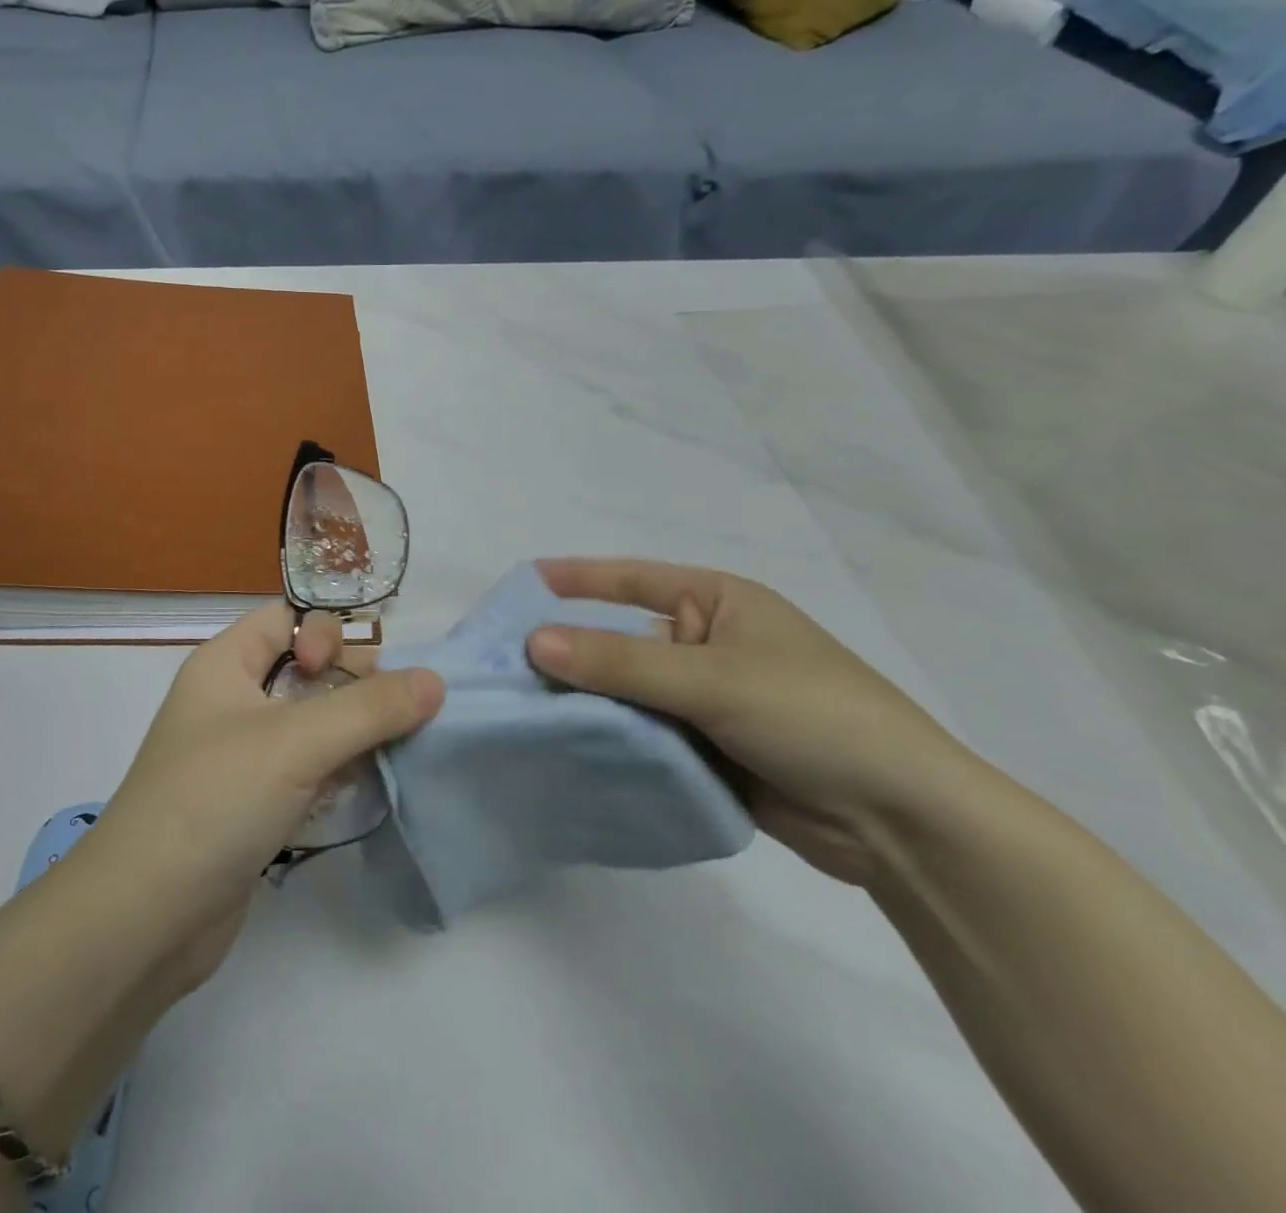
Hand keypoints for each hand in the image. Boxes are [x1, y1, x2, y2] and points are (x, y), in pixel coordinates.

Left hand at [82, 605, 443, 993]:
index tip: (349, 672)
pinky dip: (338, 773)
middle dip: (353, 685)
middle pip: (307, 670)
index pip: (285, 619)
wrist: (144, 920)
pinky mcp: (254, 805)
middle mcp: (231, 702)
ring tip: (390, 754)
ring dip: (353, 733)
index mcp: (224, 665)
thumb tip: (435, 681)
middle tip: (390, 716)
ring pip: (312, 724)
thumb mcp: (295, 742)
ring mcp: (242, 757)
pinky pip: (308, 770)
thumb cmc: (213, 801)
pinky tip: (365, 790)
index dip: (324, 633)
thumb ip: (369, 708)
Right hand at [527, 559, 980, 885]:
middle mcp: (706, 643)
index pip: (631, 580)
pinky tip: (564, 748)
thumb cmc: (812, 716)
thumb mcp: (712, 679)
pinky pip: (643, 734)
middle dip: (569, 651)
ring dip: (585, 701)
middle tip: (503, 662)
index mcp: (717, 603)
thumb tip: (533, 640)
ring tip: (520, 708)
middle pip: (621, 640)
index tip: (519, 583)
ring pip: (627, 692)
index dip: (575, 580)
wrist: (901, 823)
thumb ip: (620, 662)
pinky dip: (610, 740)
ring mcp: (705, 698)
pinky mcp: (705, 748)